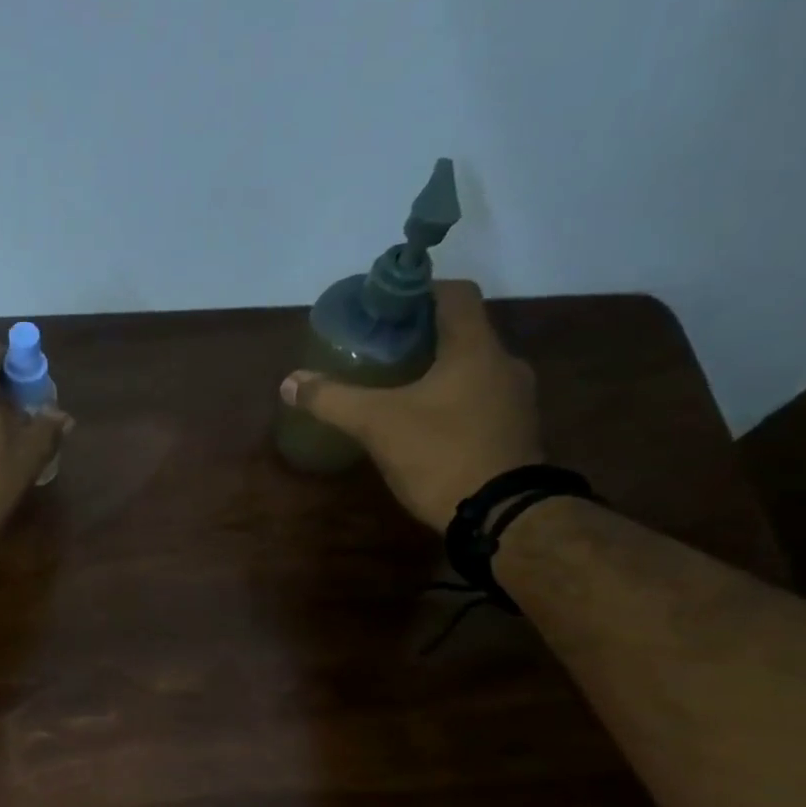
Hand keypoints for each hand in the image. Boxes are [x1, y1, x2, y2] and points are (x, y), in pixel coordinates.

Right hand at [280, 280, 543, 528]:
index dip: (419, 290)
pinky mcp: (515, 432)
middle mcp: (504, 364)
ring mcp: (516, 400)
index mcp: (475, 348)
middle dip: (421, 335)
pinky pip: (480, 399)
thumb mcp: (377, 424)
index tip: (385, 306)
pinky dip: (452, 399)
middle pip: (462, 331)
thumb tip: (289, 382)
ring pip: (472, 367)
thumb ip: (332, 399)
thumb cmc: (441, 454)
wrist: (501, 516)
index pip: (454, 293)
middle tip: (381, 349)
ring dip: (438, 369)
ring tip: (398, 387)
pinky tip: (424, 423)